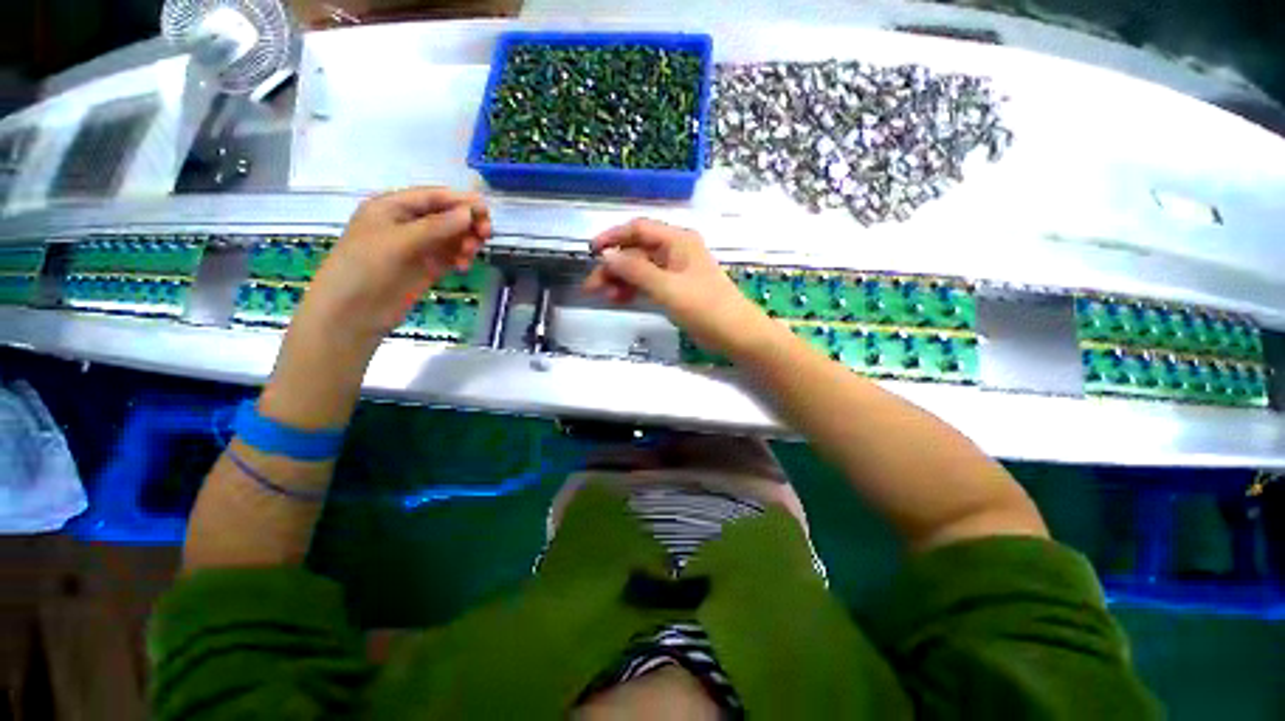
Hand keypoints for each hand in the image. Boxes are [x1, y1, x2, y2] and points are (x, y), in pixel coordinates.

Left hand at [294, 187, 490, 350]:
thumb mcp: (399, 241)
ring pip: (451, 237)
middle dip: (466, 222)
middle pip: (446, 216)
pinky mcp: (426, 268)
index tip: (486, 211)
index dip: (460, 201)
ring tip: (470, 254)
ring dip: (465, 241)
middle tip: (485, 235)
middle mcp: (406, 224)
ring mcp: (417, 247)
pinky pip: (450, 256)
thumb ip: (436, 227)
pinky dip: (460, 258)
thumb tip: (469, 213)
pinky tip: (463, 266)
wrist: (352, 313)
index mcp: (392, 208)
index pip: (432, 197)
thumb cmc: (365, 268)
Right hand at [584, 218, 772, 357]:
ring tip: (603, 297)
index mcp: (677, 240)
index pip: (638, 229)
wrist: (736, 333)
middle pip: (636, 251)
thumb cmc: (705, 307)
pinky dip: (634, 289)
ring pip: (641, 269)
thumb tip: (607, 256)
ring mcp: (676, 270)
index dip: (612, 237)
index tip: (590, 252)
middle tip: (591, 287)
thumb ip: (635, 270)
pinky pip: (649, 283)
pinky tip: (620, 299)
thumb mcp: (667, 288)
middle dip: (613, 267)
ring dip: (621, 280)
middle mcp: (676, 250)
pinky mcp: (676, 288)